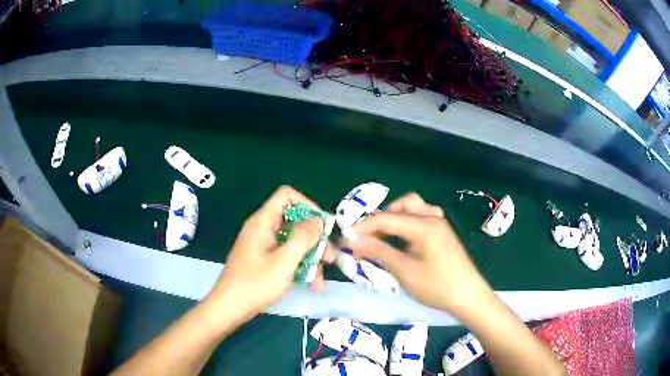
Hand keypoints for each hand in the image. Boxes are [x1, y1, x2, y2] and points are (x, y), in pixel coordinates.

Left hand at [205, 186, 334, 324]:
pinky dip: (299, 267)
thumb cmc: (256, 283)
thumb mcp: (284, 261)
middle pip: (294, 221)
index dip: (307, 205)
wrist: (230, 307)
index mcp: (263, 222)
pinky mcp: (263, 260)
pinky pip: (285, 256)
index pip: (286, 196)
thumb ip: (303, 238)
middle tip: (330, 258)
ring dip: (310, 259)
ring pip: (292, 242)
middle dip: (314, 240)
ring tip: (321, 280)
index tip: (322, 226)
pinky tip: (311, 285)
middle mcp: (263, 229)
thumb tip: (318, 220)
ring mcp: (263, 246)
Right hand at [344, 193, 493, 318]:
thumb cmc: (437, 286)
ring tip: (383, 237)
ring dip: (395, 218)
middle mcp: (432, 218)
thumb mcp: (405, 271)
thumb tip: (352, 240)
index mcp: (424, 225)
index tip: (346, 238)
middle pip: (402, 205)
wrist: (468, 297)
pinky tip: (404, 240)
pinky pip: (422, 218)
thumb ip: (379, 252)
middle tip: (367, 238)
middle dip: (381, 218)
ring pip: (413, 209)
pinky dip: (408, 223)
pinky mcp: (443, 233)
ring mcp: (440, 224)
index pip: (386, 217)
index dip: (364, 226)